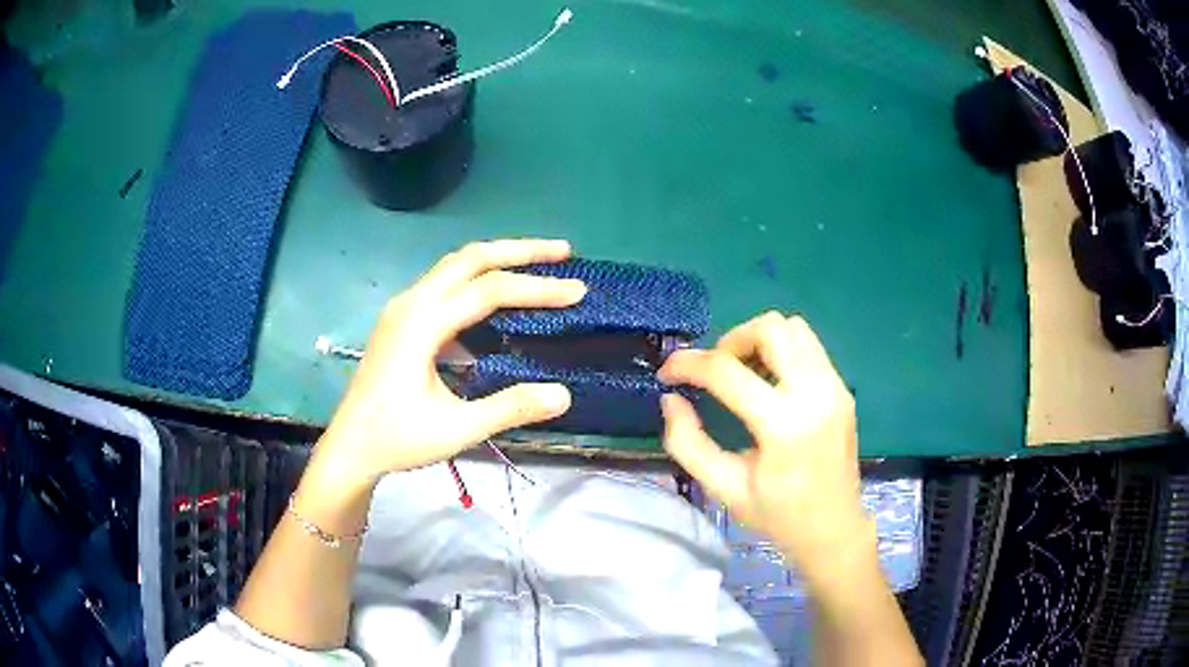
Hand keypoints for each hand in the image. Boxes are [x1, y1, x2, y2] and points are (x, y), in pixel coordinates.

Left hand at [312, 239, 586, 490]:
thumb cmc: (398, 438)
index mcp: (422, 322)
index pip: (489, 290)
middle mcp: (412, 302)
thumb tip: (564, 394)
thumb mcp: (457, 429)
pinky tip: (494, 303)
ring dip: (497, 260)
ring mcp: (403, 308)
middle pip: (471, 258)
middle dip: (519, 251)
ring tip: (536, 264)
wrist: (350, 446)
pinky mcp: (401, 320)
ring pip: (455, 266)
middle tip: (562, 251)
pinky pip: (444, 284)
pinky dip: (476, 280)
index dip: (537, 289)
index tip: (578, 291)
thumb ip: (510, 408)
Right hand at [658, 313, 871, 583]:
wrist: (834, 530)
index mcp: (784, 426)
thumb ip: (688, 443)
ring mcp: (835, 387)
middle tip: (714, 372)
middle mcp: (815, 394)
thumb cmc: (777, 515)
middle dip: (730, 341)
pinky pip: (808, 347)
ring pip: (794, 327)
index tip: (667, 373)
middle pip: (770, 328)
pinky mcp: (843, 388)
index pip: (727, 371)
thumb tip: (671, 399)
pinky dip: (781, 351)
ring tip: (742, 374)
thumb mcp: (723, 488)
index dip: (688, 364)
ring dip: (759, 340)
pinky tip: (768, 384)